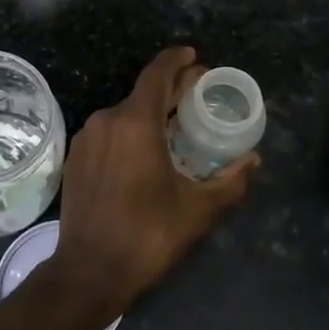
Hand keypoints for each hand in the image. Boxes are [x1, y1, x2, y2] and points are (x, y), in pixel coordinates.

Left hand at [48, 46, 258, 315]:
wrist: (88, 272)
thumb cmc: (148, 236)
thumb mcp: (199, 210)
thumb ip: (231, 181)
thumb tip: (253, 160)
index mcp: (136, 123)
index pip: (157, 74)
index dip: (177, 60)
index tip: (194, 56)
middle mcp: (107, 121)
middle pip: (143, 92)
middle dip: (172, 89)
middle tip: (197, 94)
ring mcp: (86, 140)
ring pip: (124, 114)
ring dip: (150, 113)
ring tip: (176, 126)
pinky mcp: (75, 159)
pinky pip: (108, 133)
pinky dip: (130, 132)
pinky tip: (145, 152)